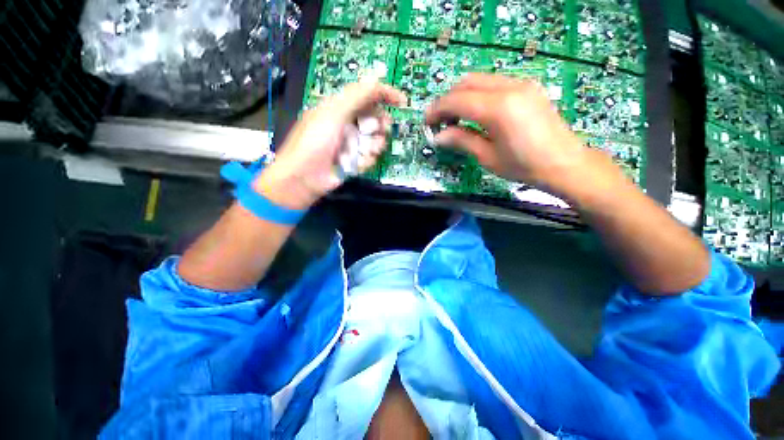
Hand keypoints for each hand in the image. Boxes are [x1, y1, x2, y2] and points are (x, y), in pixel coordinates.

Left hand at [253, 81, 406, 209]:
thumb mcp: (333, 114)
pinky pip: (369, 157)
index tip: (402, 102)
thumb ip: (356, 97)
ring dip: (374, 145)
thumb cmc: (315, 142)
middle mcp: (348, 124)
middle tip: (382, 129)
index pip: (366, 95)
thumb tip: (376, 79)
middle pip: (374, 119)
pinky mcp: (354, 161)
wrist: (305, 177)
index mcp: (339, 108)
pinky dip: (366, 160)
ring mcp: (352, 144)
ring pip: (375, 140)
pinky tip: (357, 164)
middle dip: (380, 125)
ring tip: (367, 150)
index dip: (385, 95)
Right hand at [424, 73, 601, 192]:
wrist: (564, 163)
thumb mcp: (488, 157)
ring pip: (480, 79)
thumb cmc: (523, 166)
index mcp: (498, 109)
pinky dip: (477, 94)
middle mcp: (509, 87)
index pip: (457, 100)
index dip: (437, 109)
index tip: (426, 122)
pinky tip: (475, 112)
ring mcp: (521, 84)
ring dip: (461, 95)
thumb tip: (438, 136)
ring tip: (455, 118)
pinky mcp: (527, 87)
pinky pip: (493, 83)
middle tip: (439, 121)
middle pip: (466, 82)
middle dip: (447, 99)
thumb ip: (462, 141)